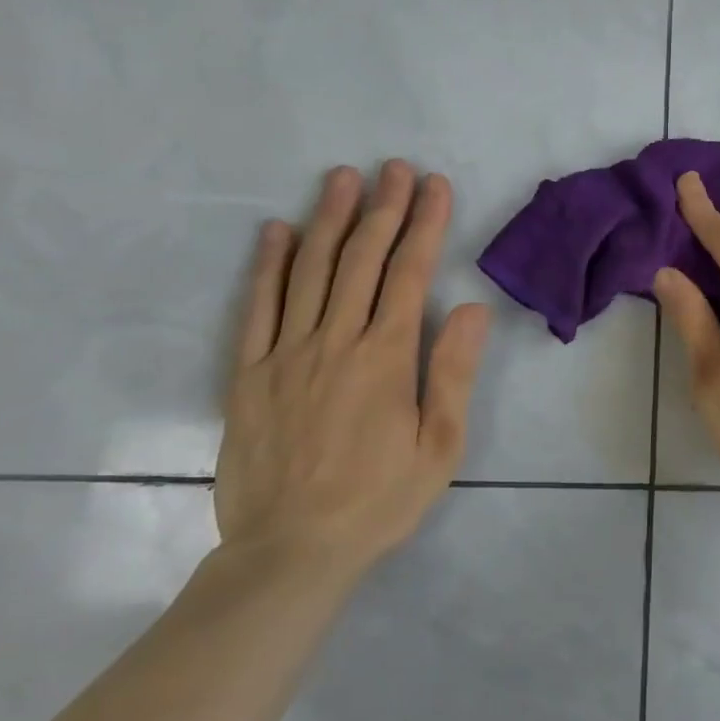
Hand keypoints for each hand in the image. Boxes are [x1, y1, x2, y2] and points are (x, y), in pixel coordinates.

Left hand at [216, 162, 489, 582]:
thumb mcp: (440, 446)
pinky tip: (276, 231)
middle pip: (361, 259)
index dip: (425, 224)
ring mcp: (286, 354)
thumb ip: (453, 372)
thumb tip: (470, 307)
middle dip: (382, 208)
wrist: (291, 552)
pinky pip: (257, 308)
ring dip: (329, 219)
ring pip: (309, 271)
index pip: (409, 273)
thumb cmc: (379, 499)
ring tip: (342, 178)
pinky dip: (267, 265)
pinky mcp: (249, 374)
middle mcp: (335, 341)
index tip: (434, 186)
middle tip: (394, 168)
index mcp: (386, 357)